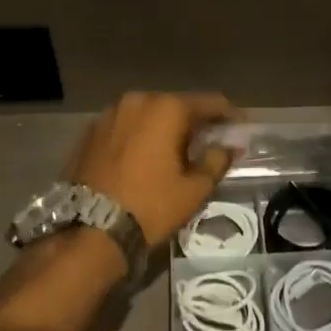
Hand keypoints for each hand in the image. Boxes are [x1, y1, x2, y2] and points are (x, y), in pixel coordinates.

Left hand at [67, 92, 235, 245]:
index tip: (241, 128)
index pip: (208, 103)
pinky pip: (125, 127)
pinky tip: (145, 157)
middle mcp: (136, 100)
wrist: (89, 229)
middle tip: (209, 142)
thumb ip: (216, 160)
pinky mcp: (90, 132)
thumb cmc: (150, 206)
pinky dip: (140, 137)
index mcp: (166, 108)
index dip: (229, 115)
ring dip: (164, 128)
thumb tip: (228, 146)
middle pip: (175, 106)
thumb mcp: (193, 189)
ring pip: (147, 115)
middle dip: (194, 122)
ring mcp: (109, 114)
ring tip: (176, 152)